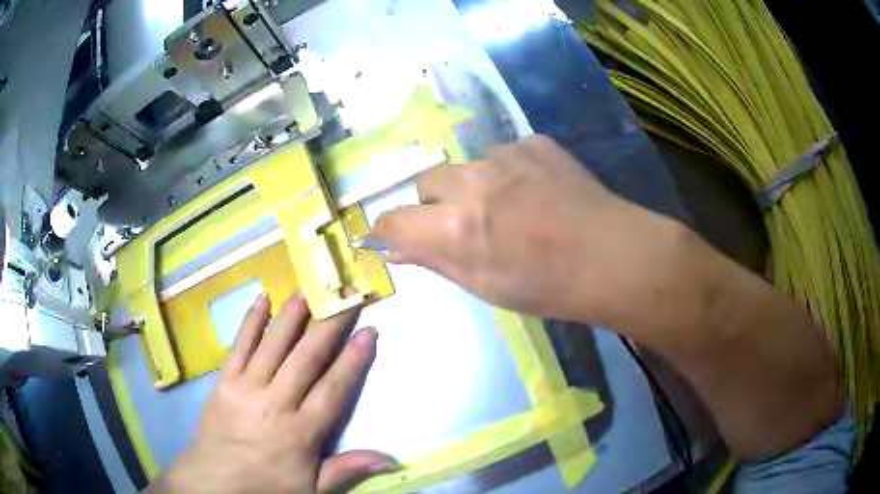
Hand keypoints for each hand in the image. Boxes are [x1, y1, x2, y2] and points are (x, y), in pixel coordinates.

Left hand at [147, 293, 396, 493]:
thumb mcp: (312, 490)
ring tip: (308, 288)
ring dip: (292, 315)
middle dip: (329, 326)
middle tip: (345, 297)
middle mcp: (276, 403)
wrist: (213, 482)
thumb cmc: (266, 486)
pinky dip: (251, 321)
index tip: (369, 332)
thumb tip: (390, 459)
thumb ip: (346, 470)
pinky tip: (262, 299)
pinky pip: (239, 345)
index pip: (334, 389)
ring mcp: (247, 387)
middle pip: (306, 358)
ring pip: (273, 344)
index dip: (353, 360)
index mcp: (301, 432)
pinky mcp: (224, 380)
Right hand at [373, 135, 682, 335]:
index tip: (399, 237)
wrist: (613, 257)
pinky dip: (509, 172)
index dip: (389, 230)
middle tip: (467, 225)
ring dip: (475, 186)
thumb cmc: (548, 286)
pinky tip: (537, 192)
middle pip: (427, 182)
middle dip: (435, 204)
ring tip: (512, 208)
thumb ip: (434, 261)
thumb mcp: (485, 286)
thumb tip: (393, 247)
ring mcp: (506, 155)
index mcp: (455, 226)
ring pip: (468, 166)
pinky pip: (504, 154)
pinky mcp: (535, 142)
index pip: (394, 219)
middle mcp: (472, 181)